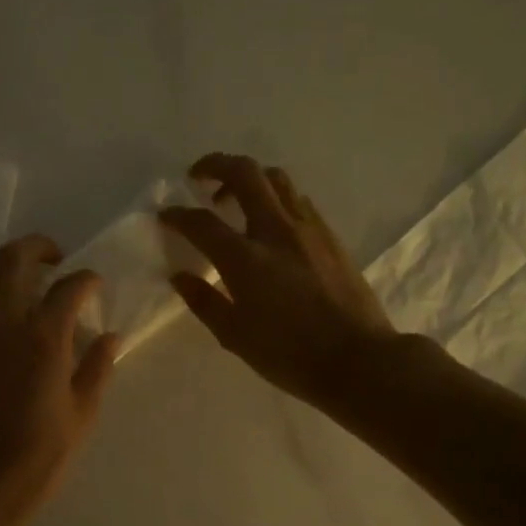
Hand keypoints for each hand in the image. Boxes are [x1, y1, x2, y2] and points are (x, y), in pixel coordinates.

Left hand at [0, 234, 119, 525]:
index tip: (94, 285)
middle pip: (14, 259)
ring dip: (0, 266)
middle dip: (38, 247)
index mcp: (45, 340)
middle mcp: (5, 325)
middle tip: (55, 258)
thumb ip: (97, 367)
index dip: (87, 279)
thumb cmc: (41, 454)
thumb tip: (110, 336)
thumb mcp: (83, 413)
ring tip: (19, 279)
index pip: (69, 287)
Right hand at [161, 154, 396, 406]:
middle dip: (215, 165)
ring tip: (234, 198)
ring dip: (249, 177)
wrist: (359, 360)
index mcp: (246, 260)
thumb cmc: (290, 355)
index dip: (177, 215)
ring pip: (276, 178)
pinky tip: (270, 221)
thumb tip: (179, 276)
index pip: (202, 222)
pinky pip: (298, 200)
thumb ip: (204, 301)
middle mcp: (276, 231)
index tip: (165, 215)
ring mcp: (308, 229)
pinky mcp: (330, 236)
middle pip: (244, 173)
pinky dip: (275, 197)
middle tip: (198, 176)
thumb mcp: (235, 336)